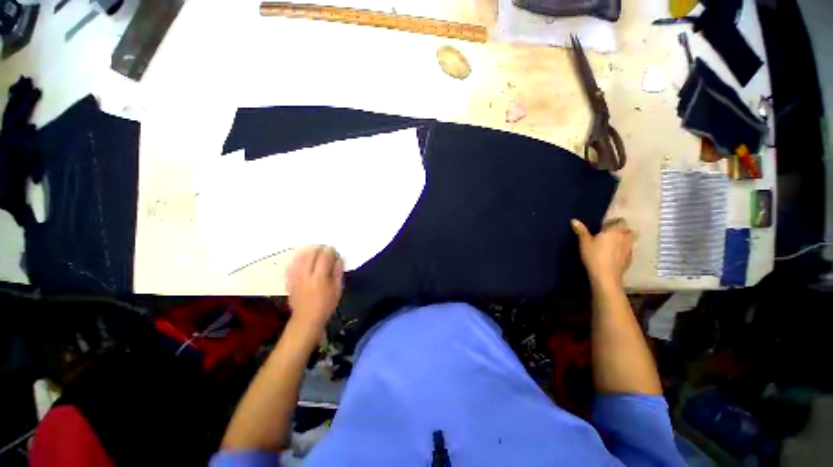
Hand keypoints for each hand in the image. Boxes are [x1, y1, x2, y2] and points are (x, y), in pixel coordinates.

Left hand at [286, 246, 343, 330]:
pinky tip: (301, 258)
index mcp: (320, 277)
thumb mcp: (337, 289)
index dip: (329, 251)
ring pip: (299, 258)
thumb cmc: (326, 304)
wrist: (307, 318)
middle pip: (310, 255)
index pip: (324, 257)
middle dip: (317, 248)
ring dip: (306, 252)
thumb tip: (339, 259)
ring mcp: (295, 278)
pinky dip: (297, 259)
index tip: (333, 249)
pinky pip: (291, 266)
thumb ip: (338, 273)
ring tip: (313, 250)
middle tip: (323, 248)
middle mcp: (306, 275)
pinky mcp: (289, 281)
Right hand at [571, 218, 633, 287]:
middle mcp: (625, 237)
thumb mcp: (584, 242)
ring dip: (624, 240)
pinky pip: (628, 251)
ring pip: (630, 240)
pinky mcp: (629, 259)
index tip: (605, 226)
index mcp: (615, 231)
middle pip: (629, 230)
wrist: (606, 276)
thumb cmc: (594, 256)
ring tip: (613, 244)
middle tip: (611, 234)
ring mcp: (629, 249)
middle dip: (622, 230)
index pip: (619, 221)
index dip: (613, 222)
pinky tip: (614, 255)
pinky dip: (623, 250)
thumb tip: (574, 220)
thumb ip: (581, 231)